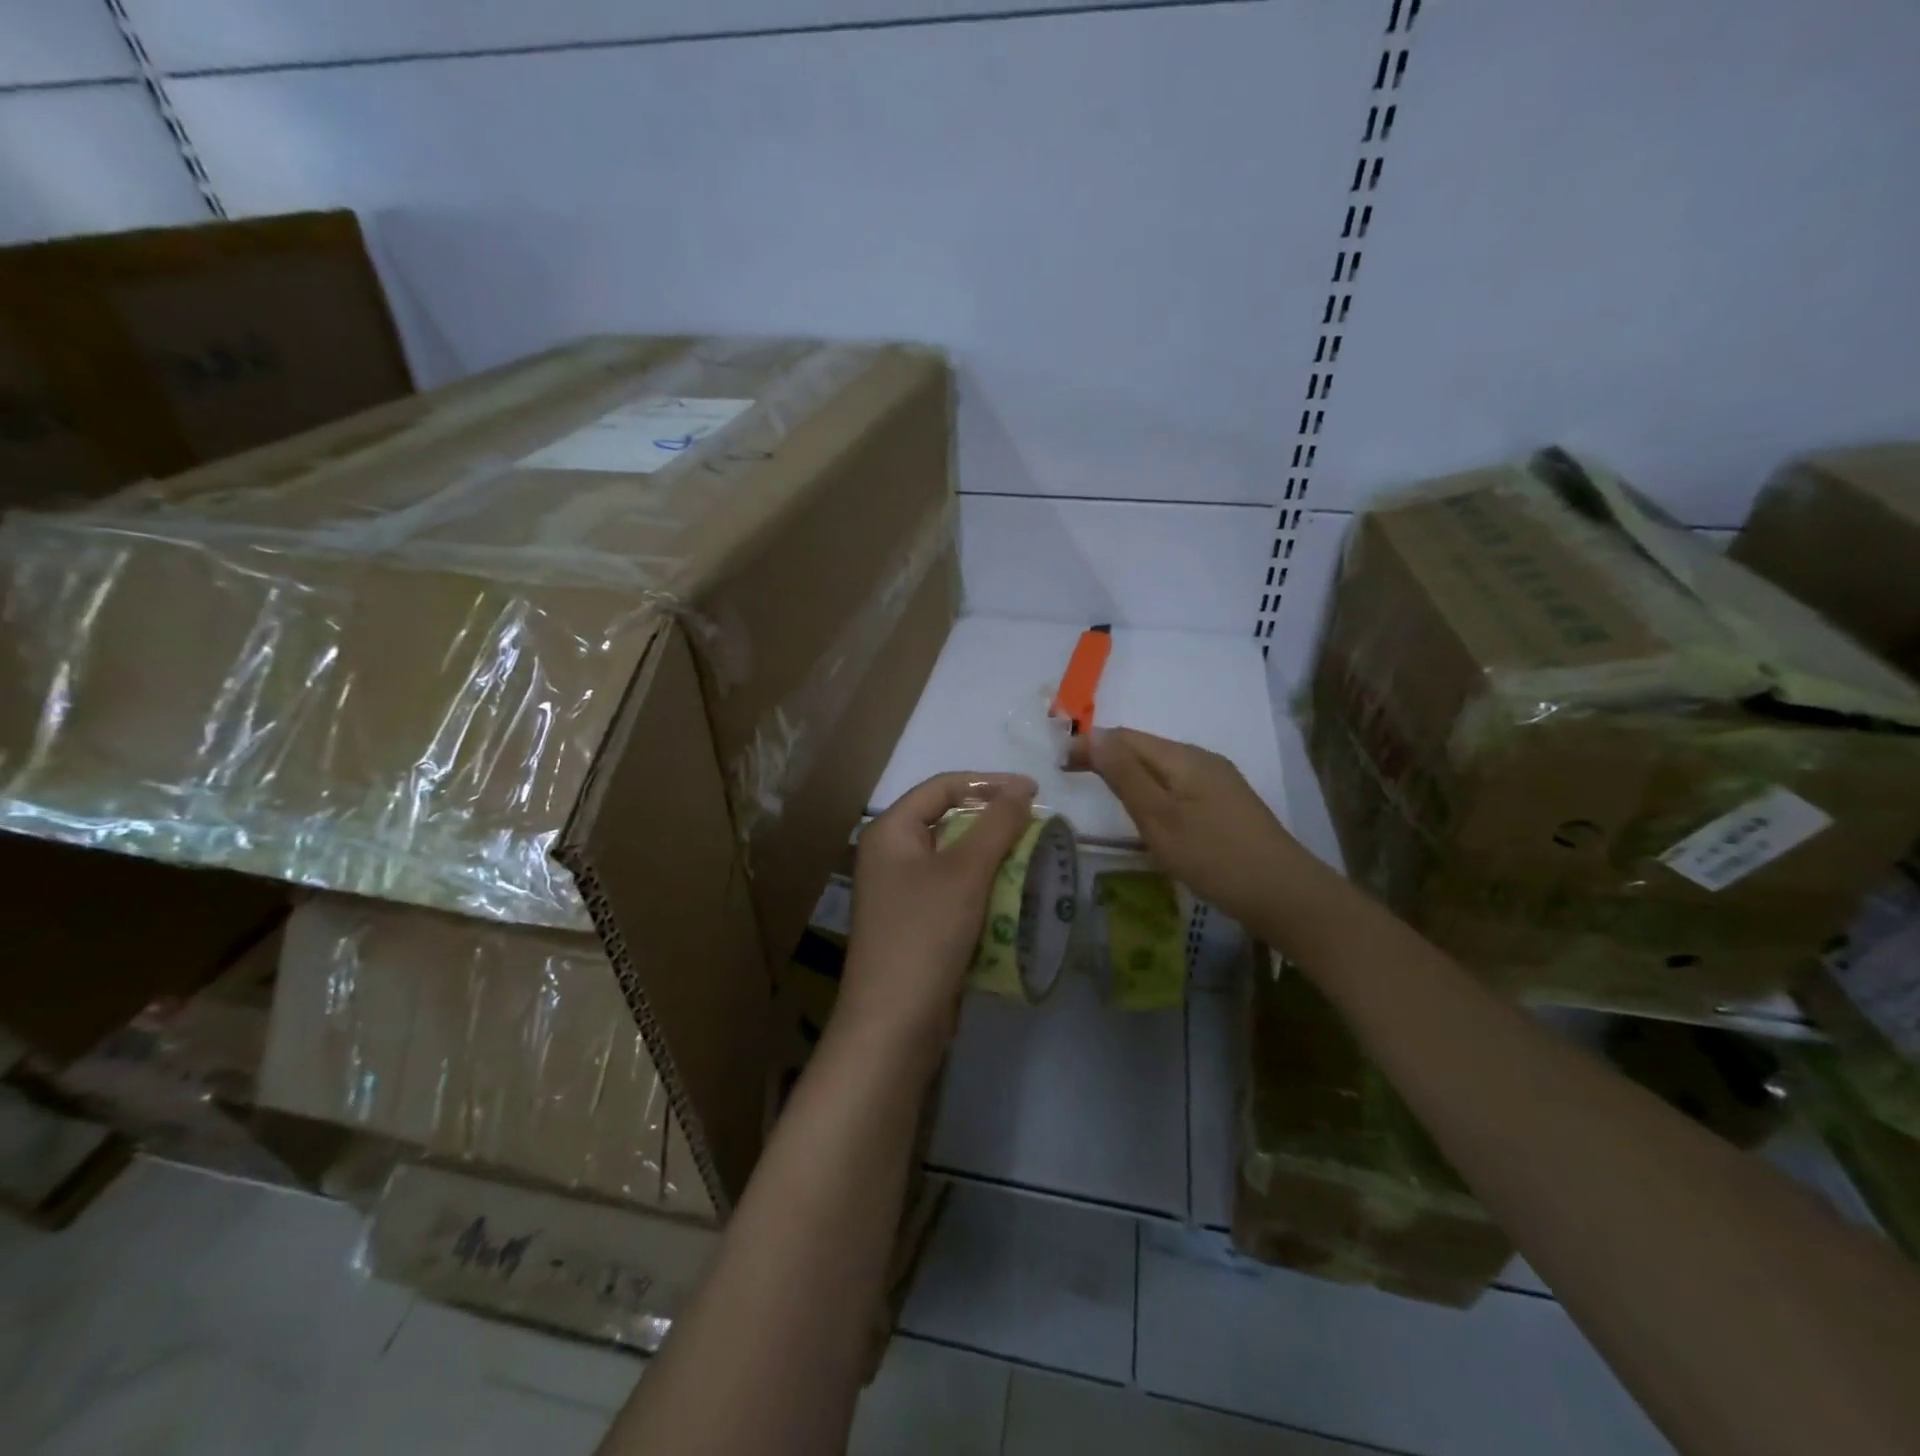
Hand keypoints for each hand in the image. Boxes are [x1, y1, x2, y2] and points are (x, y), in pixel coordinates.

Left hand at [837, 771, 1038, 1060]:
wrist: (895, 1024)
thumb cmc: (925, 934)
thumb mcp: (965, 872)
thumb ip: (997, 824)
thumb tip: (1022, 787)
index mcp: (890, 832)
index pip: (942, 787)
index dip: (989, 783)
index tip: (1034, 792)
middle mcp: (890, 855)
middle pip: (948, 821)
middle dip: (994, 823)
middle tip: (1037, 828)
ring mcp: (901, 892)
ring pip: (955, 859)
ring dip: (994, 858)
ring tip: (1034, 860)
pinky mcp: (917, 924)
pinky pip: (955, 892)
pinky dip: (984, 889)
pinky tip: (1015, 897)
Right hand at [1088, 727, 1315, 935]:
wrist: (1283, 894)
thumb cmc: (1213, 856)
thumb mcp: (1159, 817)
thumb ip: (1125, 775)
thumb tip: (1093, 734)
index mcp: (1183, 757)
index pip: (1125, 737)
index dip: (1090, 744)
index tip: (1060, 765)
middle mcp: (1202, 759)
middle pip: (1145, 748)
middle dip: (1108, 755)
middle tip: (1073, 775)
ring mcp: (1219, 782)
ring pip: (1162, 767)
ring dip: (1129, 772)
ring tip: (1103, 790)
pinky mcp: (1226, 805)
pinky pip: (1178, 785)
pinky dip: (1152, 790)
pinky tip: (1149, 811)